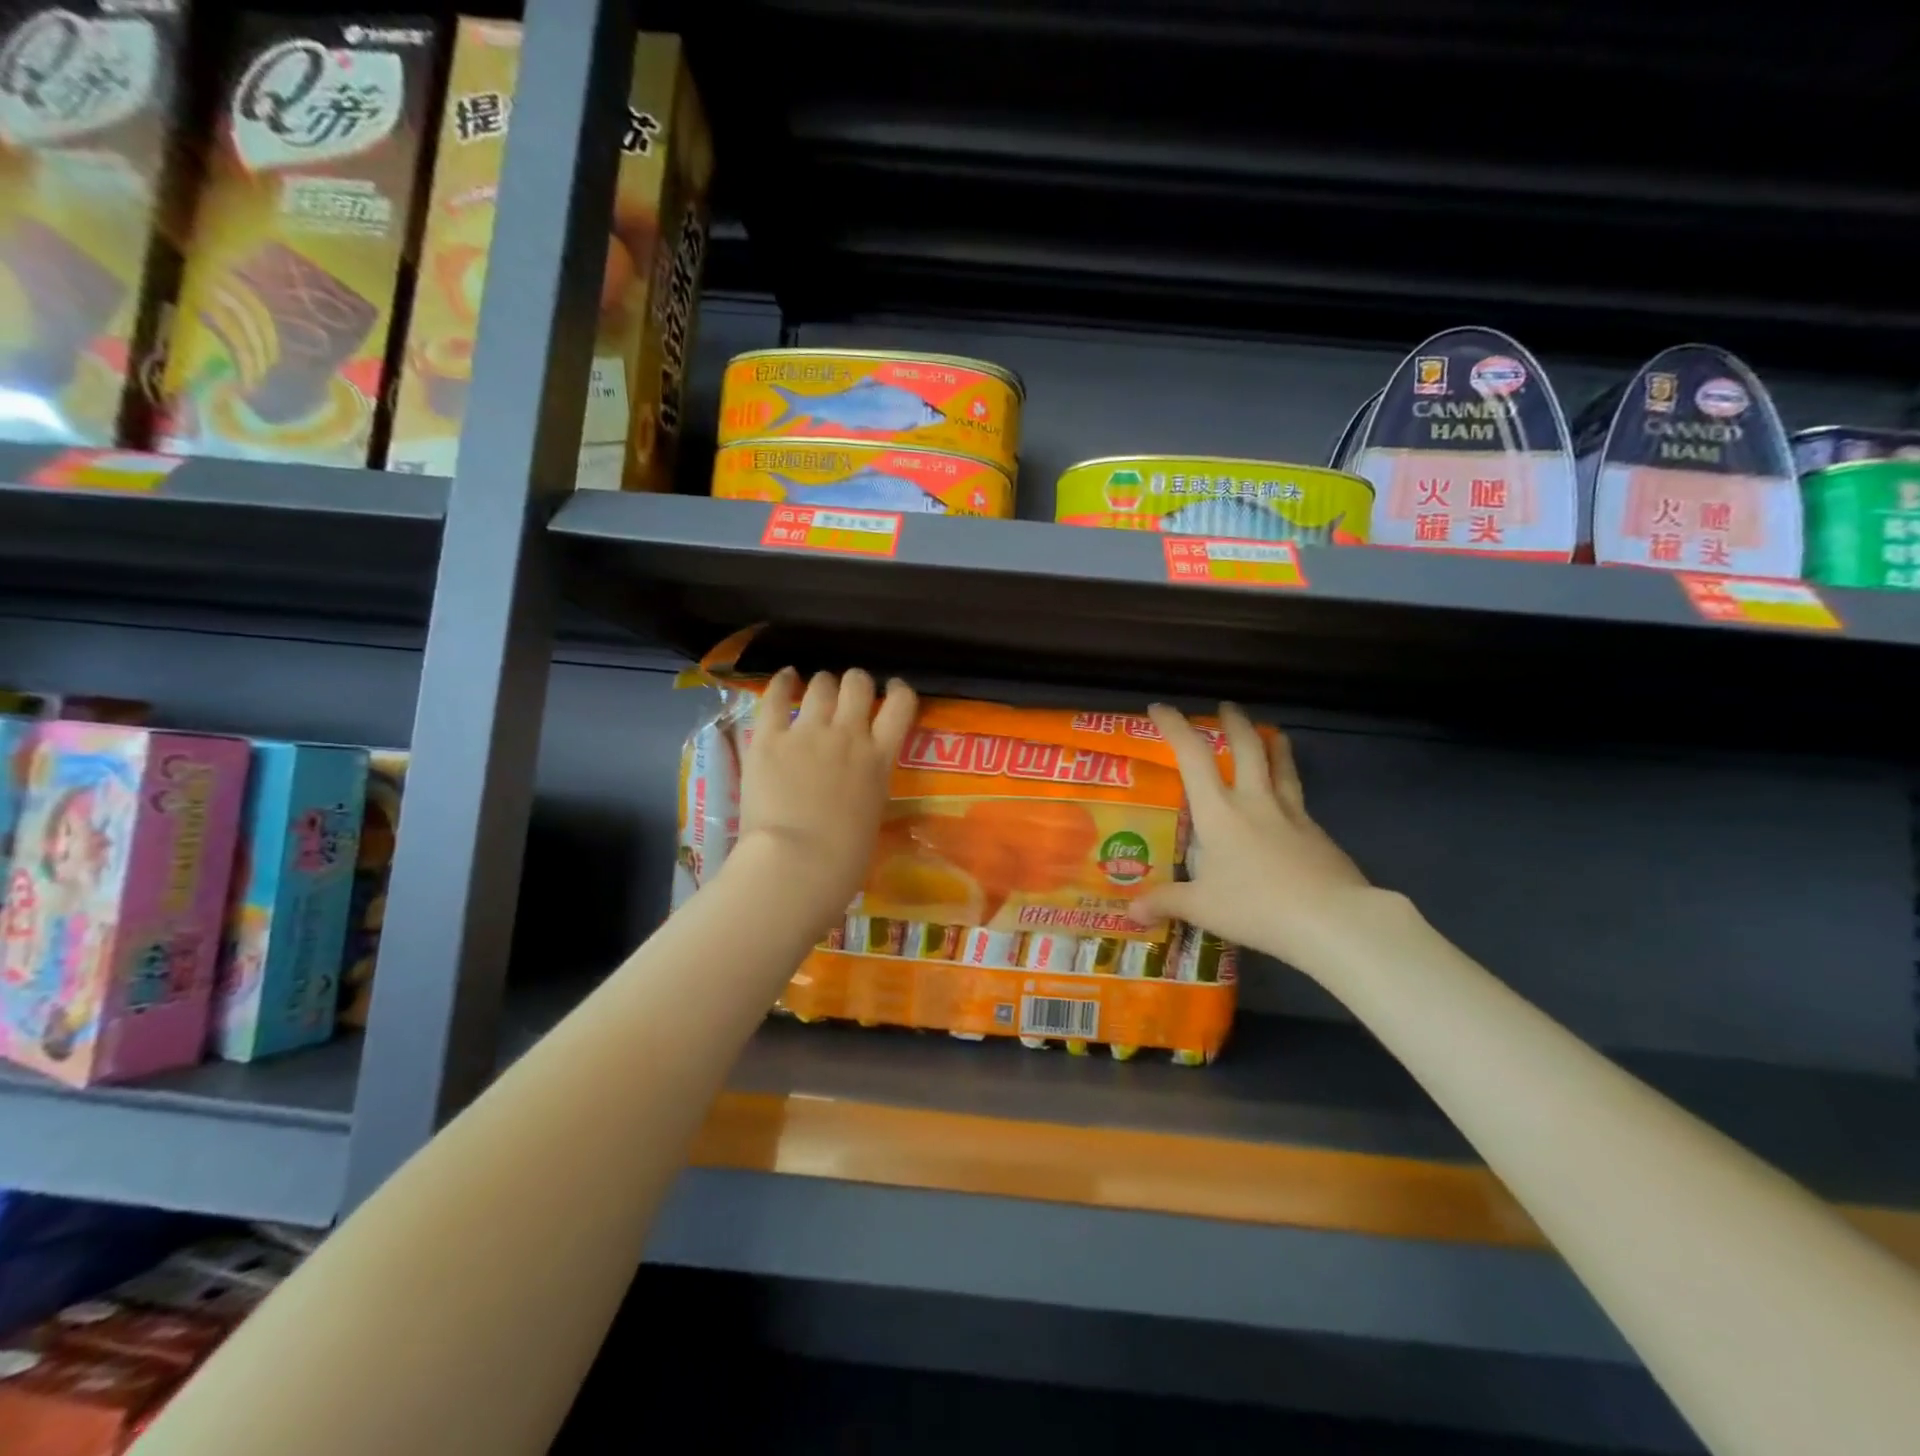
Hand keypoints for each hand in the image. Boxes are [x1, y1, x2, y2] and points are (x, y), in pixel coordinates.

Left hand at [733, 667, 916, 935]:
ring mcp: (808, 733)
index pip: (901, 704)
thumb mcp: (872, 814)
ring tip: (816, 690)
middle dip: (855, 683)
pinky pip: (774, 697)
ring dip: (822, 685)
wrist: (798, 864)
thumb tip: (856, 782)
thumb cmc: (844, 859)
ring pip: (821, 685)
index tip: (892, 689)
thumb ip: (867, 785)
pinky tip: (785, 677)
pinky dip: (781, 683)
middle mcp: (849, 735)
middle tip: (848, 693)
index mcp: (880, 759)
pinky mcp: (769, 739)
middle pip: (858, 684)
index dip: (899, 690)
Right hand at [1130, 702, 1371, 973]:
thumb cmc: (1256, 906)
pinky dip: (1290, 785)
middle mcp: (1255, 802)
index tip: (1160, 708)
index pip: (1193, 756)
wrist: (1332, 920)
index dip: (1175, 727)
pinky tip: (1290, 800)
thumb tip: (1130, 910)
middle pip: (1247, 747)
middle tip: (1226, 708)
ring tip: (1271, 732)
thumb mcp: (1202, 908)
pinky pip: (1299, 798)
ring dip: (1273, 743)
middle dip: (1234, 723)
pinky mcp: (1318, 833)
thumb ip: (1165, 902)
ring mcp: (1292, 814)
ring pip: (1281, 765)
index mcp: (1219, 811)